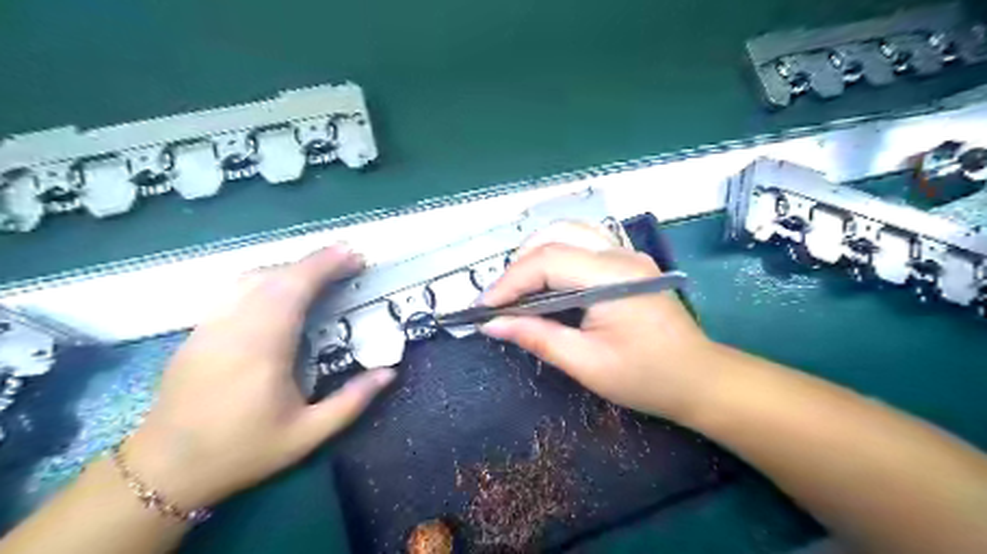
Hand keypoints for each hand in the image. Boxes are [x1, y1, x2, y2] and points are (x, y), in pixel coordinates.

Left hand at [125, 244, 395, 509]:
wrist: (164, 469)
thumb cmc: (243, 450)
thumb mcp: (308, 434)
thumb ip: (352, 401)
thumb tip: (390, 372)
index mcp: (263, 348)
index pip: (294, 288)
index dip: (326, 266)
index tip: (355, 256)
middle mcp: (234, 326)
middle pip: (276, 275)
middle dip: (315, 262)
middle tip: (349, 260)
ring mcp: (210, 325)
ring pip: (251, 277)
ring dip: (290, 268)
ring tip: (321, 272)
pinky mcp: (198, 331)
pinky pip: (235, 290)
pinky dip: (266, 279)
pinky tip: (282, 290)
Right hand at [481, 227, 717, 416]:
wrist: (701, 379)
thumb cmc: (647, 378)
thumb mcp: (587, 364)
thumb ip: (537, 337)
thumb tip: (492, 324)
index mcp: (613, 278)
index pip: (547, 260)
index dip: (510, 281)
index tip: (484, 307)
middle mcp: (620, 255)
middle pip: (555, 237)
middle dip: (519, 266)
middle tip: (500, 300)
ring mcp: (627, 255)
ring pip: (568, 232)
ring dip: (535, 255)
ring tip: (518, 289)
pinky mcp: (627, 263)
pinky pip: (582, 244)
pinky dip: (555, 256)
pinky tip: (545, 281)